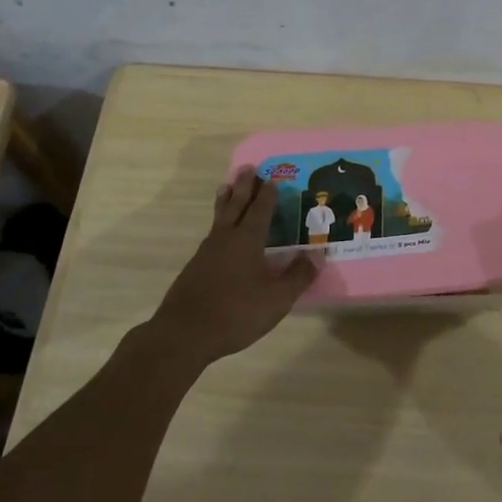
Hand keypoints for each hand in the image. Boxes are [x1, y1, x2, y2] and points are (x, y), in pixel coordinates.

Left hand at [149, 168, 317, 365]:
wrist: (184, 334)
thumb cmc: (235, 313)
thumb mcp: (276, 299)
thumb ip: (298, 276)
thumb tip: (317, 254)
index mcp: (247, 240)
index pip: (260, 210)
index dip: (268, 194)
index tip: (273, 178)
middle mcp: (226, 238)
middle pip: (235, 204)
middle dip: (244, 186)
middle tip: (247, 167)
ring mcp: (206, 252)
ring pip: (219, 217)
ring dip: (226, 200)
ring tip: (227, 187)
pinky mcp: (195, 267)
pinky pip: (211, 234)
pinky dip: (218, 223)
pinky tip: (219, 234)